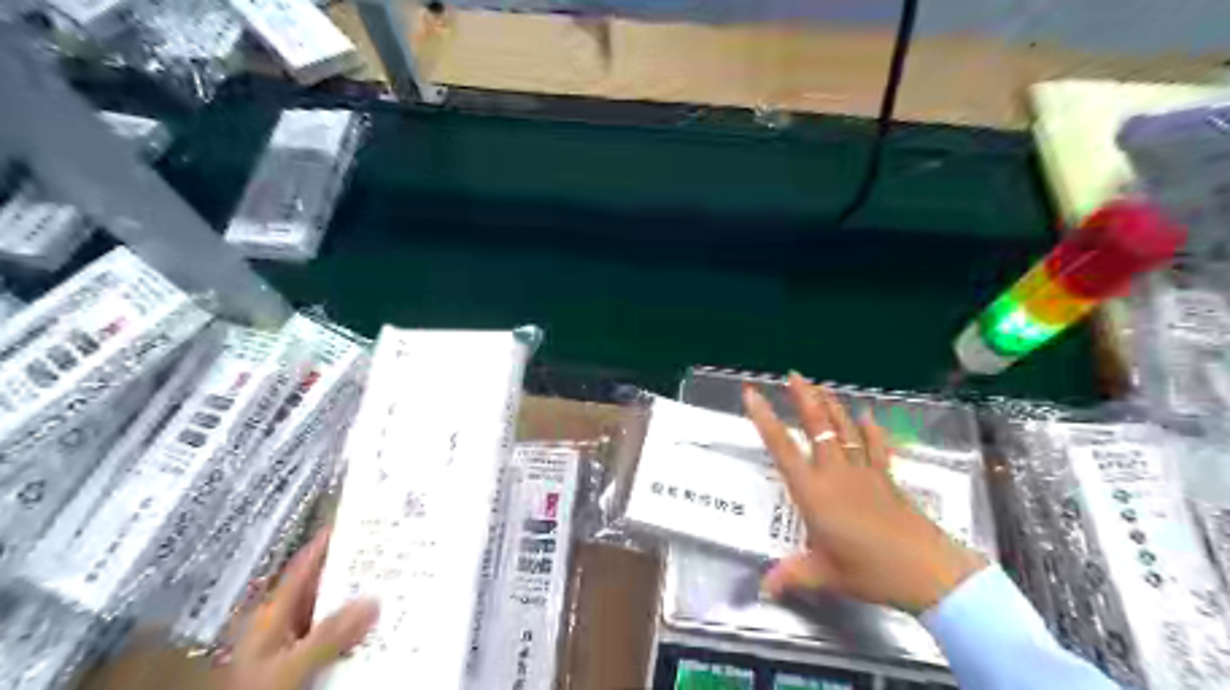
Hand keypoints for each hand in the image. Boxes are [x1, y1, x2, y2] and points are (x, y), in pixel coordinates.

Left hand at [209, 532, 379, 689]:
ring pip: (332, 615)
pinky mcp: (301, 664)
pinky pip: (335, 640)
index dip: (328, 541)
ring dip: (360, 605)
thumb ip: (328, 634)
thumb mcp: (290, 665)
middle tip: (392, 552)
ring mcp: (291, 645)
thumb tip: (374, 599)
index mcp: (273, 614)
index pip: (303, 567)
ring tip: (396, 587)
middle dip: (355, 572)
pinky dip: (356, 632)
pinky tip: (380, 628)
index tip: (357, 519)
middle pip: (324, 588)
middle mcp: (282, 624)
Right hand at [739, 374, 986, 612]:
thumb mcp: (825, 574)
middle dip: (803, 398)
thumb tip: (764, 589)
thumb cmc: (869, 571)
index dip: (765, 419)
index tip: (752, 394)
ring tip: (819, 385)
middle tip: (792, 375)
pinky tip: (866, 416)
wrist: (927, 571)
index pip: (782, 448)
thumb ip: (792, 575)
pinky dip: (869, 430)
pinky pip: (875, 446)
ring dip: (830, 405)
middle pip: (817, 426)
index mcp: (813, 492)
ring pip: (844, 429)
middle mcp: (835, 473)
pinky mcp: (886, 478)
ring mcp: (863, 472)